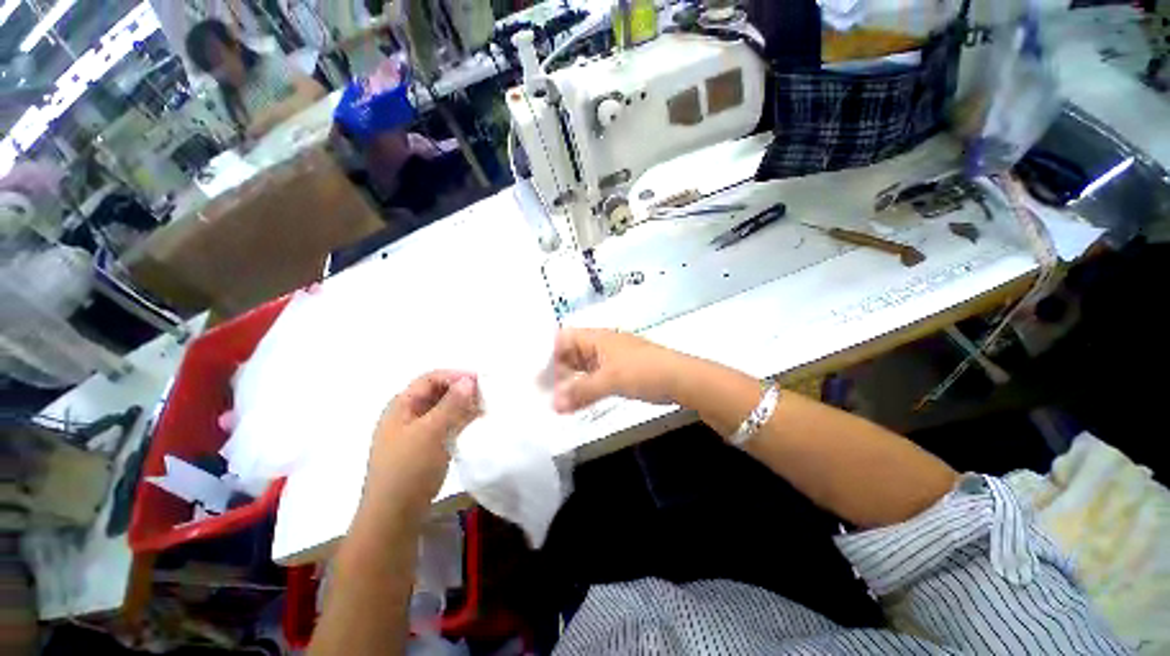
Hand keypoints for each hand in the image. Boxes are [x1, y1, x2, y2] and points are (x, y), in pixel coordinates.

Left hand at [364, 371, 481, 513]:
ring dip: (463, 407)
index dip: (455, 376)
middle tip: (486, 396)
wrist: (393, 517)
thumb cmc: (409, 469)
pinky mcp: (424, 448)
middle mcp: (407, 415)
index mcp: (401, 406)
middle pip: (437, 393)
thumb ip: (452, 404)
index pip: (431, 378)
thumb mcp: (431, 432)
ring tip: (485, 410)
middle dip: (462, 391)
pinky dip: (460, 422)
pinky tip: (475, 425)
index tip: (481, 381)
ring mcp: (415, 433)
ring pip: (443, 410)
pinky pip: (445, 426)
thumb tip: (469, 380)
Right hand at [551, 329, 684, 412]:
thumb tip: (554, 406)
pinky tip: (577, 402)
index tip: (538, 376)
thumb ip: (581, 392)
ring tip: (556, 400)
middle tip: (542, 392)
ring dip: (571, 382)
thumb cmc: (643, 371)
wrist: (679, 379)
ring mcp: (610, 358)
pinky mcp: (619, 372)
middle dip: (557, 371)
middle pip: (571, 353)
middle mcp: (601, 345)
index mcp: (597, 338)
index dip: (549, 354)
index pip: (563, 338)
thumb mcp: (610, 380)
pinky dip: (585, 388)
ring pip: (582, 367)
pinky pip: (594, 377)